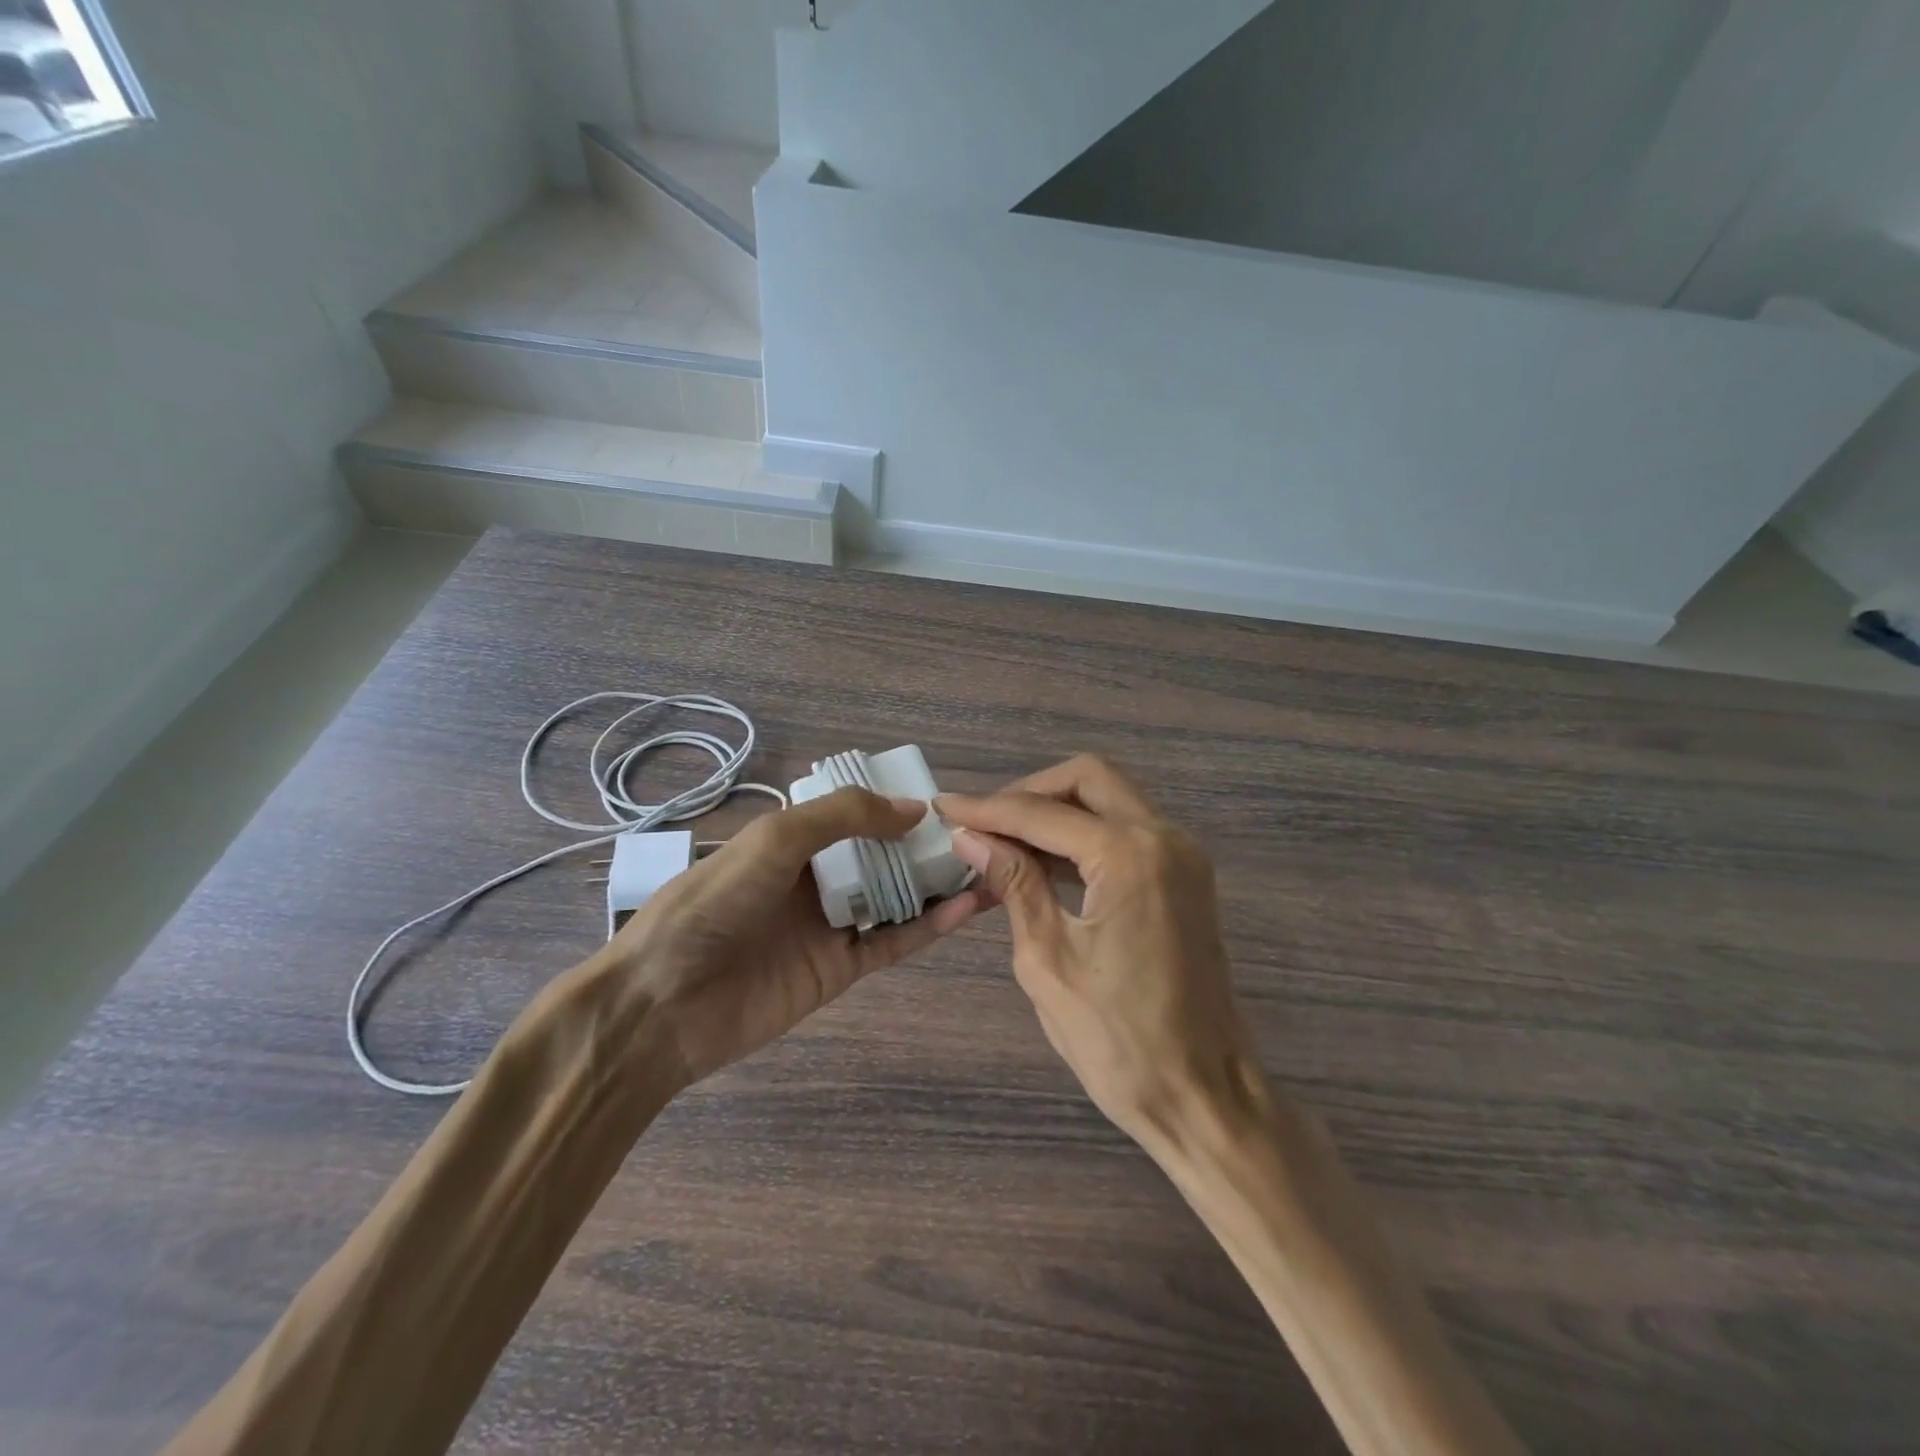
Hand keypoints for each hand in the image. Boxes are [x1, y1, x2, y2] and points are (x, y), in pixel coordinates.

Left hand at [607, 788, 987, 1086]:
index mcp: (793, 840)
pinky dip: (930, 926)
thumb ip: (843, 817)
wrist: (662, 1005)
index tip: (944, 797)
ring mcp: (830, 925)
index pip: (855, 814)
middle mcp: (816, 878)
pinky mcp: (840, 970)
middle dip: (926, 845)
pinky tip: (967, 907)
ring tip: (988, 866)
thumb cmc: (713, 906)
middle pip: (882, 856)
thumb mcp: (773, 840)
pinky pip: (893, 941)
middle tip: (980, 834)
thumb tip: (915, 809)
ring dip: (937, 884)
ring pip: (895, 898)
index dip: (896, 804)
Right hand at [937, 756, 1268, 1150]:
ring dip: (1058, 810)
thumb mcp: (1048, 961)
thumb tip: (971, 837)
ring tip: (1004, 841)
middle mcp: (1165, 838)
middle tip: (985, 822)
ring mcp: (1183, 856)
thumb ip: (1013, 884)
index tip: (944, 807)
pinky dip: (1085, 834)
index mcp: (1130, 856)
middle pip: (1089, 779)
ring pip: (1112, 799)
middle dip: (1030, 791)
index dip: (987, 809)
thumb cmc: (1119, 1041)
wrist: (1204, 1096)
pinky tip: (1045, 861)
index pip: (1042, 813)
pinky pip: (1128, 831)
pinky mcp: (1186, 878)